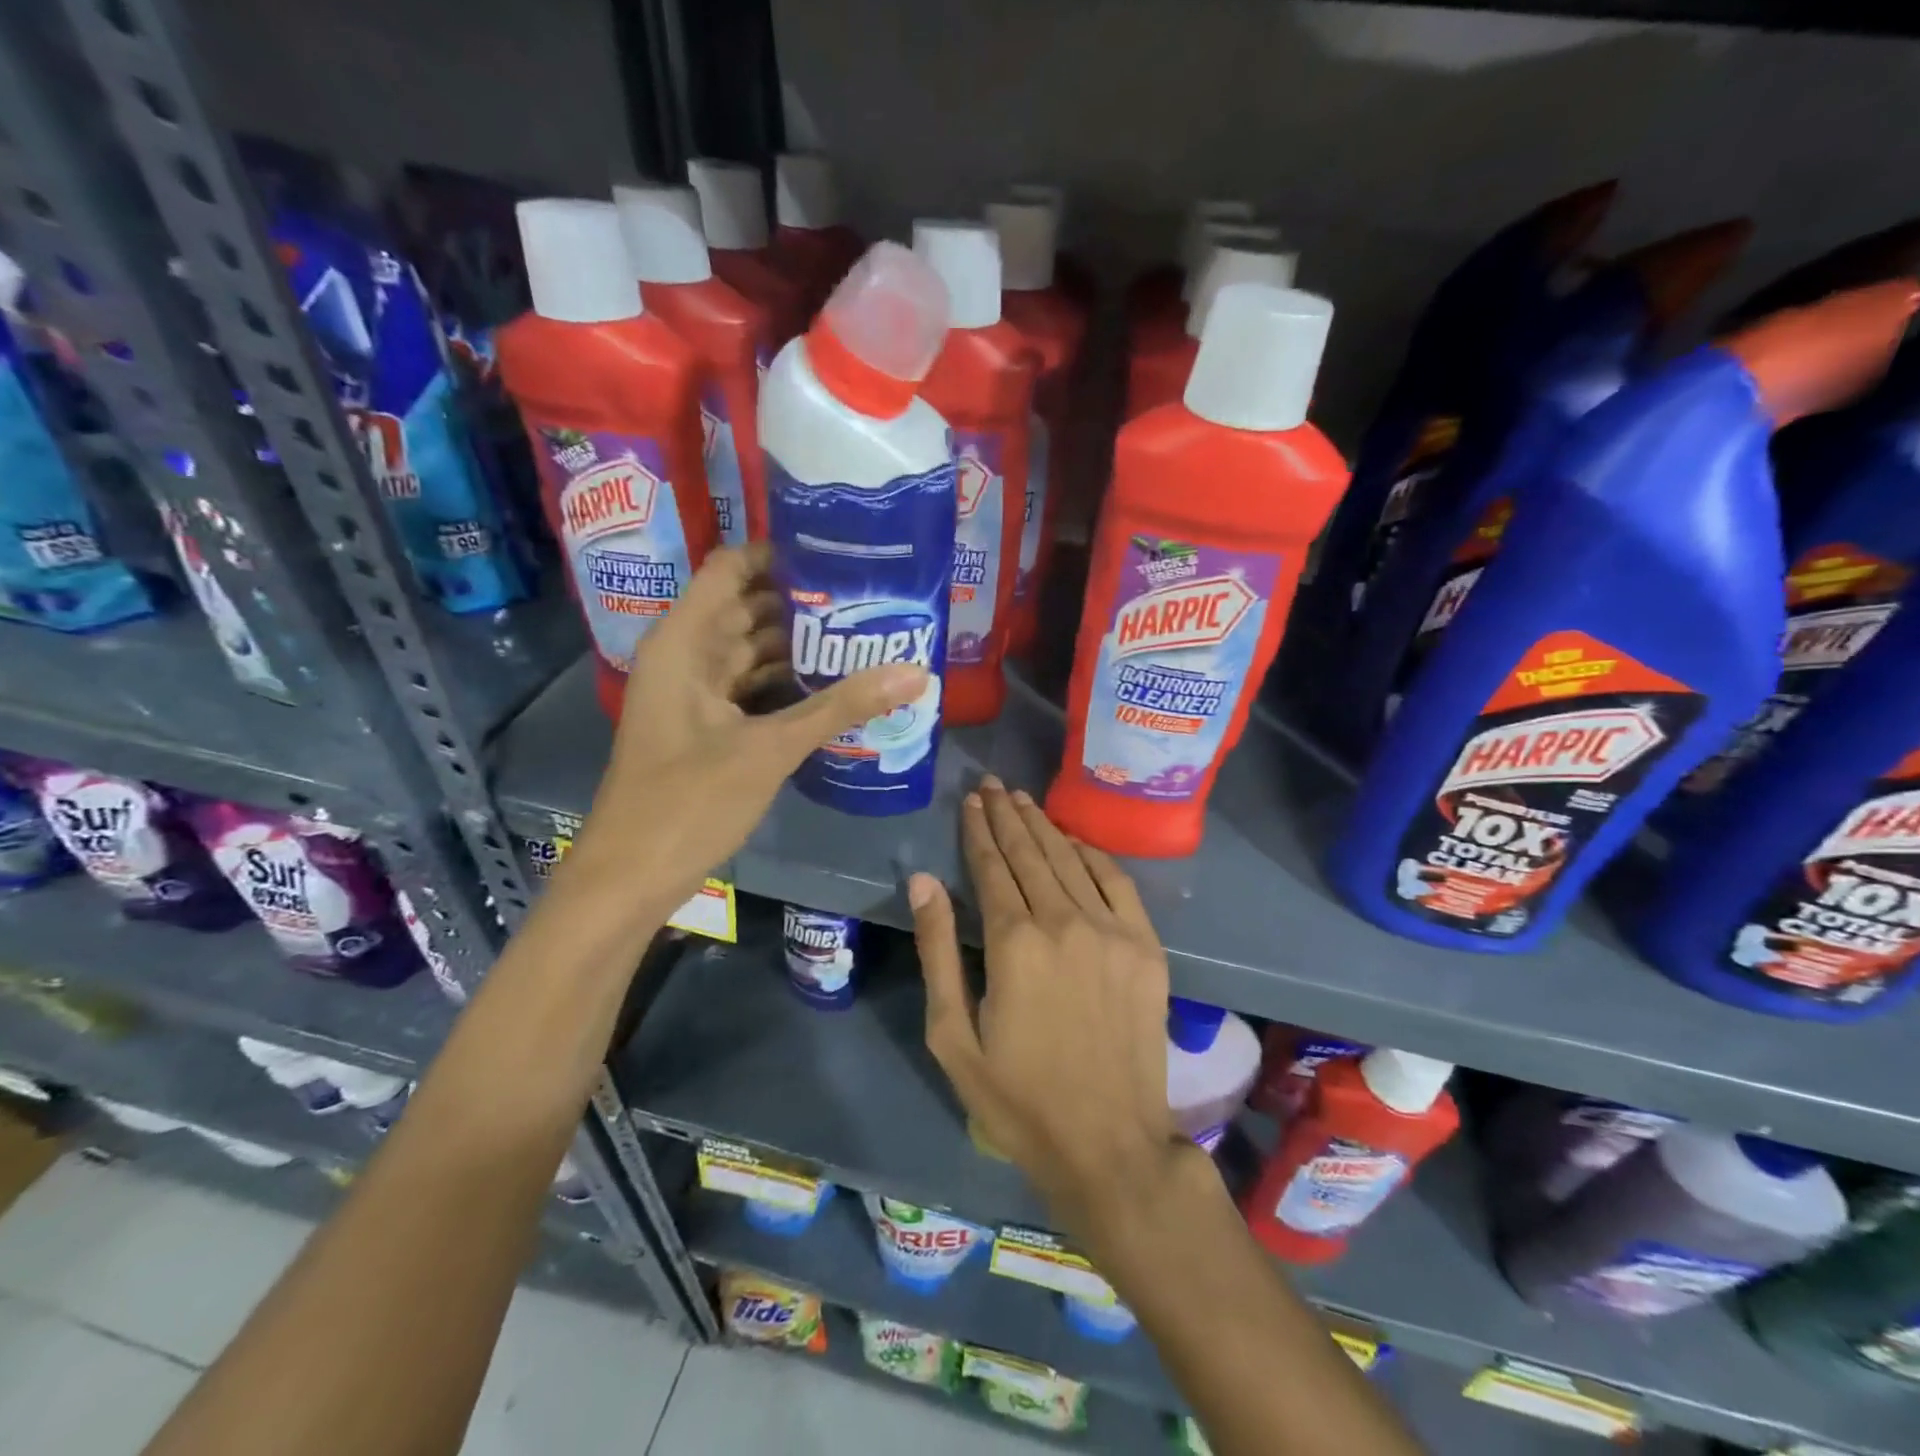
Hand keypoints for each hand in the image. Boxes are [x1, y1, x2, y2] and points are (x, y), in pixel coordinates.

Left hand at [568, 543, 926, 910]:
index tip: (838, 553)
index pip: (731, 568)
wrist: (632, 877)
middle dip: (804, 603)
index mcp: (684, 642)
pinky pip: (752, 690)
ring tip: (864, 636)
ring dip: (800, 647)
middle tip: (870, 597)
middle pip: (748, 608)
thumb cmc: (688, 802)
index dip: (779, 553)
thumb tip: (915, 672)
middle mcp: (686, 657)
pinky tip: (834, 689)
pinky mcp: (706, 728)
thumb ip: (840, 707)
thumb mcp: (770, 749)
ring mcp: (694, 695)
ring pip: (752, 652)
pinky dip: (788, 686)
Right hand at [909, 776, 1188, 1235]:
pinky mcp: (1146, 947)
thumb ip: (938, 951)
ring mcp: (1112, 931)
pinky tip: (1074, 839)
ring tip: (1023, 800)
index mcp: (1014, 942)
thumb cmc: (1018, 1099)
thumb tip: (923, 881)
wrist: (1109, 1145)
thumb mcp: (953, 1036)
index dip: (978, 829)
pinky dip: (1092, 853)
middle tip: (993, 784)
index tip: (971, 800)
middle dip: (1007, 814)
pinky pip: (1117, 881)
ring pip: (1070, 859)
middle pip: (1030, 853)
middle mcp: (1064, 922)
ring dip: (1043, 825)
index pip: (990, 866)